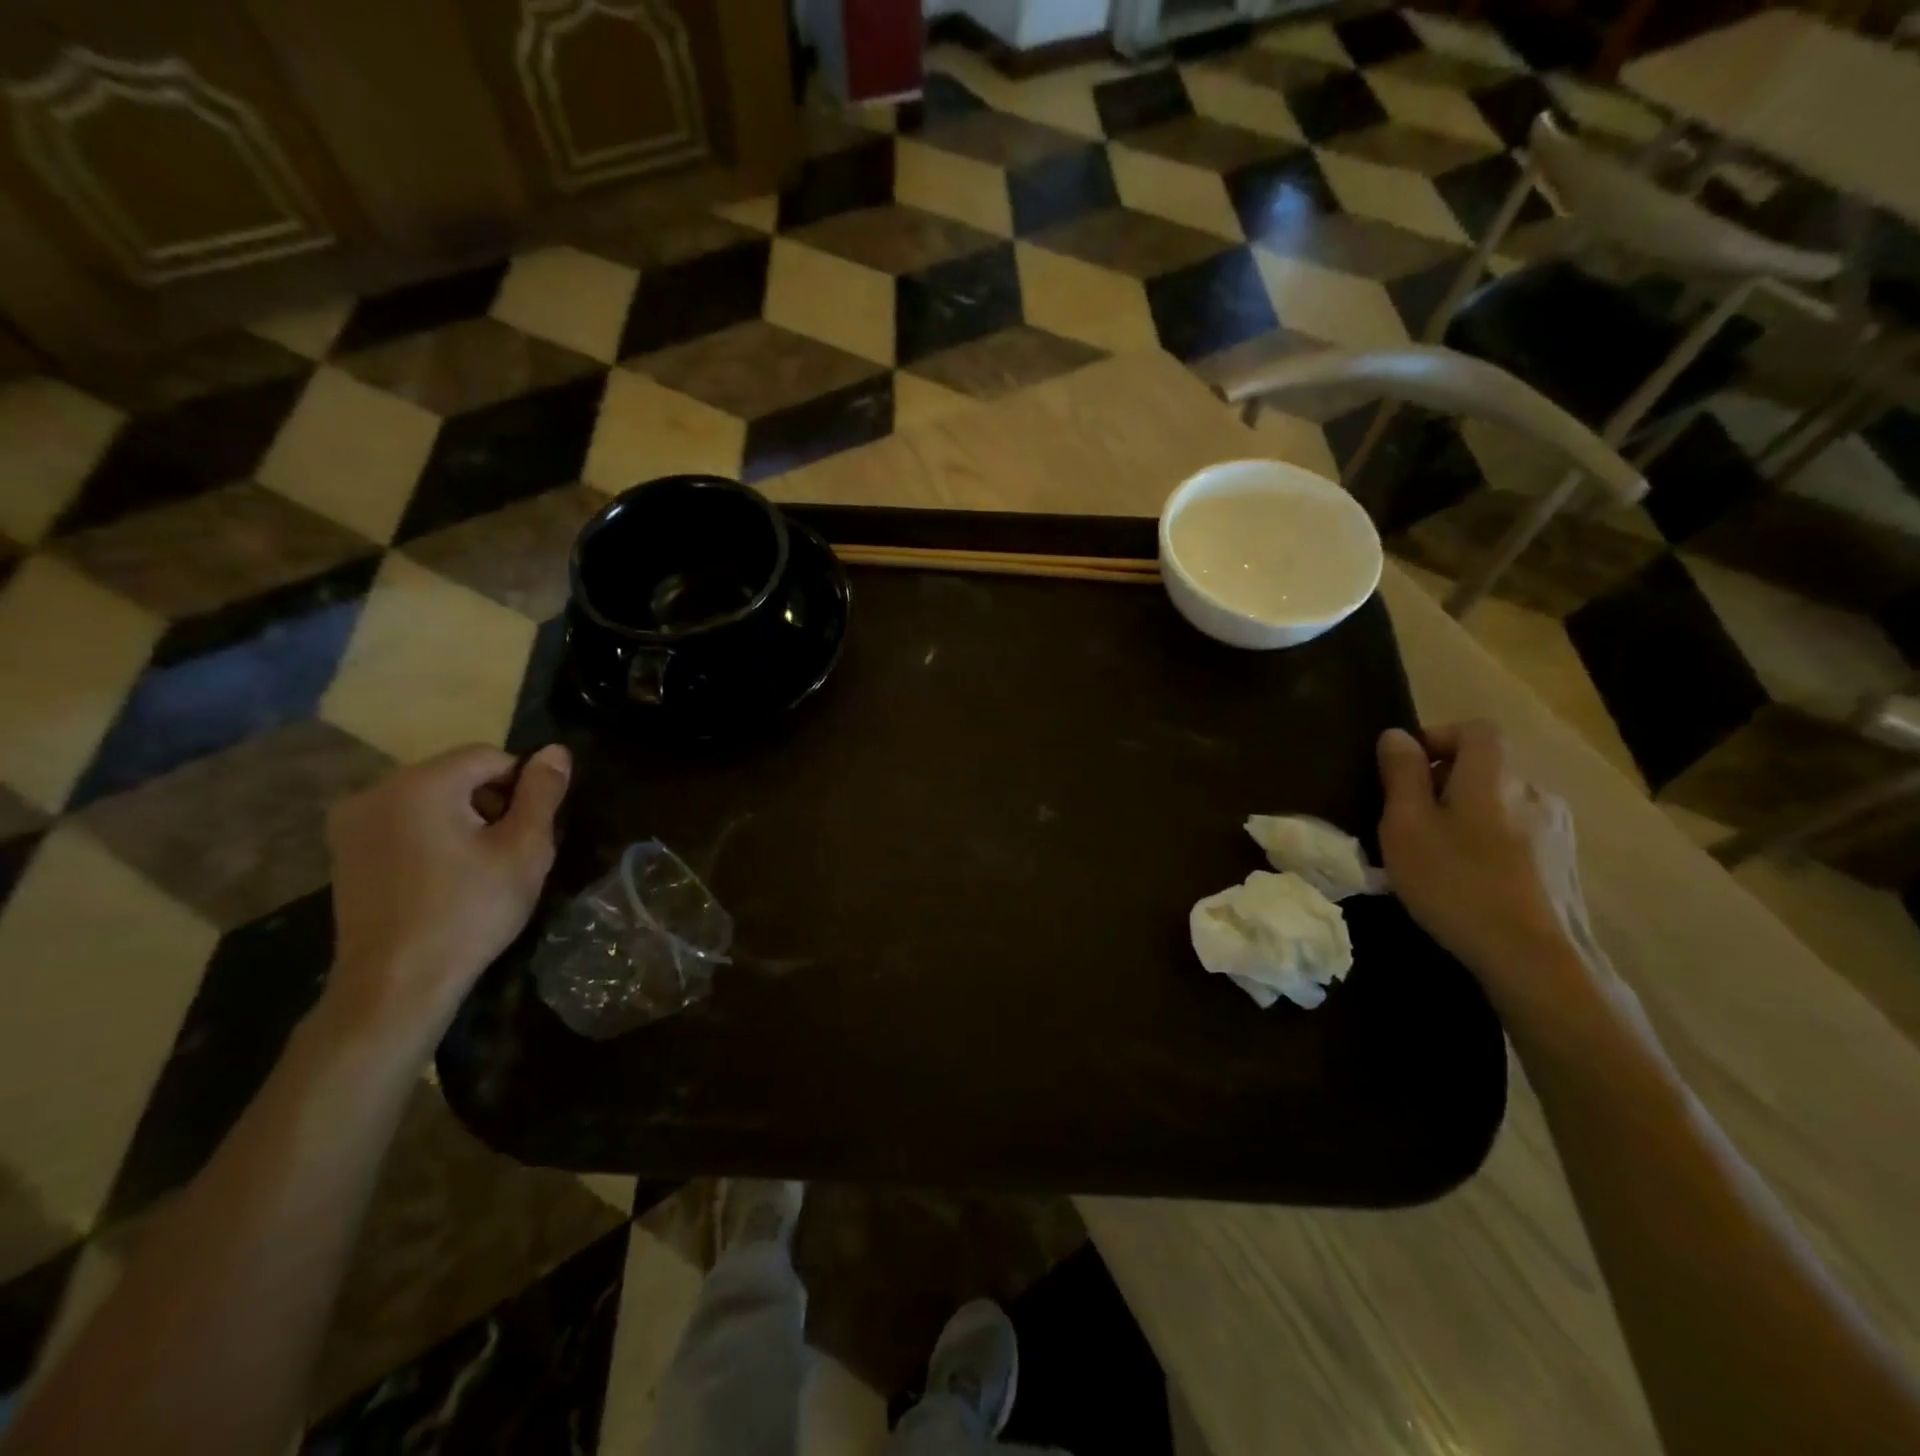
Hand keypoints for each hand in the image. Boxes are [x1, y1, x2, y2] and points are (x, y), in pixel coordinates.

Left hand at [324, 743, 571, 1037]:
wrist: (396, 984)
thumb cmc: (470, 911)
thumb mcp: (524, 849)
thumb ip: (543, 793)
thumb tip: (555, 750)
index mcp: (420, 784)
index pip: (489, 756)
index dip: (522, 787)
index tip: (530, 831)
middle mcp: (376, 791)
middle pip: (457, 775)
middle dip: (491, 803)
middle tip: (508, 853)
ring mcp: (351, 823)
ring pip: (431, 799)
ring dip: (464, 821)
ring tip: (479, 869)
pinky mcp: (344, 852)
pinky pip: (404, 823)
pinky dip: (433, 837)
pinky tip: (445, 878)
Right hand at [1376, 721, 1594, 1001]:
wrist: (1537, 960)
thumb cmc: (1457, 883)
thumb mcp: (1407, 826)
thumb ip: (1401, 774)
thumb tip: (1397, 735)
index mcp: (1495, 775)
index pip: (1474, 729)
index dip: (1437, 738)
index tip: (1404, 769)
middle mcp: (1534, 791)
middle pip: (1487, 767)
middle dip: (1445, 781)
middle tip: (1409, 817)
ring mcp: (1558, 830)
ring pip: (1502, 803)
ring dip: (1469, 814)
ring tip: (1438, 853)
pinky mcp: (1565, 865)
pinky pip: (1519, 835)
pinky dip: (1491, 842)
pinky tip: (1471, 879)